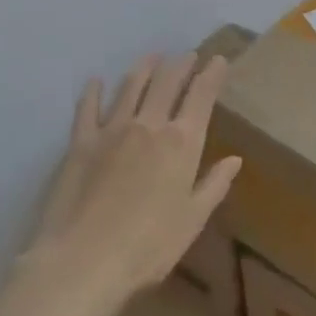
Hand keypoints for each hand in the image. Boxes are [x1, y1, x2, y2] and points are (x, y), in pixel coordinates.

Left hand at [30, 52, 241, 302]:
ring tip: (153, 57)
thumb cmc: (148, 246)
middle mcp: (149, 125)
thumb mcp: (193, 219)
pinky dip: (93, 91)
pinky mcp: (80, 143)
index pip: (201, 96)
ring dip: (145, 68)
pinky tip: (95, 81)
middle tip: (188, 55)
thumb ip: (214, 185)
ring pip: (131, 86)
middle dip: (181, 64)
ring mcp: (112, 130)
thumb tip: (234, 160)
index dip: (212, 74)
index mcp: (182, 142)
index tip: (218, 60)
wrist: (83, 261)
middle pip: (167, 82)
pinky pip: (87, 108)